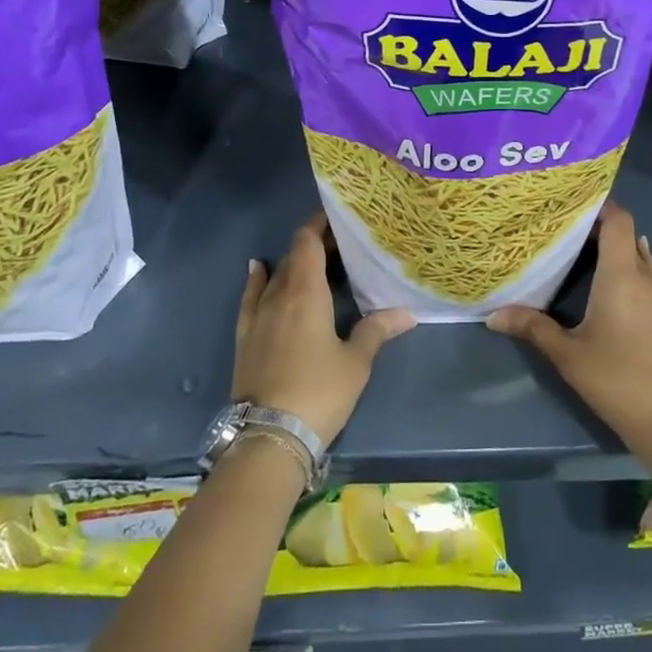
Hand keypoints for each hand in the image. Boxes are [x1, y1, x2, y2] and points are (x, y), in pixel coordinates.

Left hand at [232, 212, 415, 446]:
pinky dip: (257, 279)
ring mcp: (257, 316)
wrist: (269, 436)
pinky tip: (258, 269)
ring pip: (275, 275)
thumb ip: (377, 330)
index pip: (308, 242)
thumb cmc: (319, 391)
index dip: (320, 224)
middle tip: (342, 244)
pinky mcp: (245, 336)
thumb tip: (407, 313)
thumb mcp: (356, 362)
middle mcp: (278, 295)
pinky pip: (250, 296)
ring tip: (315, 261)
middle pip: (294, 256)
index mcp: (305, 292)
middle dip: (315, 244)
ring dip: (294, 263)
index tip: (338, 215)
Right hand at [486, 202, 651, 475]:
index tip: (573, 204)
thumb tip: (493, 316)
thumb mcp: (567, 354)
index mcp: (622, 276)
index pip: (620, 221)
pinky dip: (629, 276)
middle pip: (628, 238)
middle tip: (566, 232)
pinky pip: (648, 282)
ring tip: (583, 258)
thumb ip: (532, 328)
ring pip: (640, 261)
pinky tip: (608, 293)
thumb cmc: (615, 379)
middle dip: (601, 230)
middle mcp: (646, 279)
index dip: (601, 206)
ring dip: (616, 254)